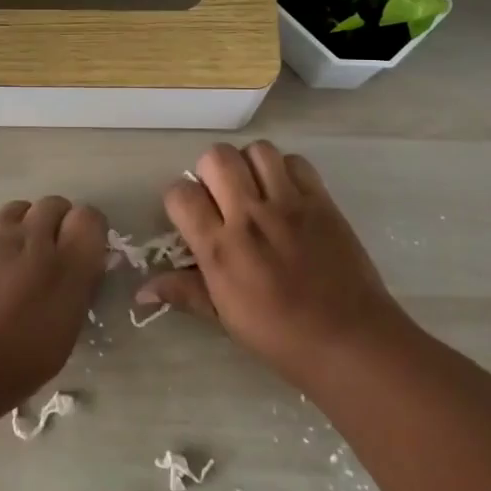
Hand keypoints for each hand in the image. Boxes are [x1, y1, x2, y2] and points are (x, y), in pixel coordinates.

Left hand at [0, 195, 107, 419]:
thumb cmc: (13, 365)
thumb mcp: (64, 334)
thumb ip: (76, 288)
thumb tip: (82, 263)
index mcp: (65, 267)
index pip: (90, 218)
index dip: (86, 230)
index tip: (78, 249)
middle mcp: (30, 239)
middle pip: (53, 204)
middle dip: (53, 223)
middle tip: (44, 255)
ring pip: (15, 212)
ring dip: (19, 229)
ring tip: (8, 262)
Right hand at [137, 142, 406, 385]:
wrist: (349, 340)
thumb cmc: (280, 337)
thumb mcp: (224, 318)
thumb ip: (184, 292)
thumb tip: (141, 292)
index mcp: (220, 248)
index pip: (181, 194)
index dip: (179, 199)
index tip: (190, 215)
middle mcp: (250, 216)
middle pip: (216, 157)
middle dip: (210, 171)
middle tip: (222, 196)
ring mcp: (288, 204)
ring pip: (257, 150)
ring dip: (249, 164)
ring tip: (255, 188)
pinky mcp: (321, 200)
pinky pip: (296, 161)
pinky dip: (286, 170)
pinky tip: (287, 193)